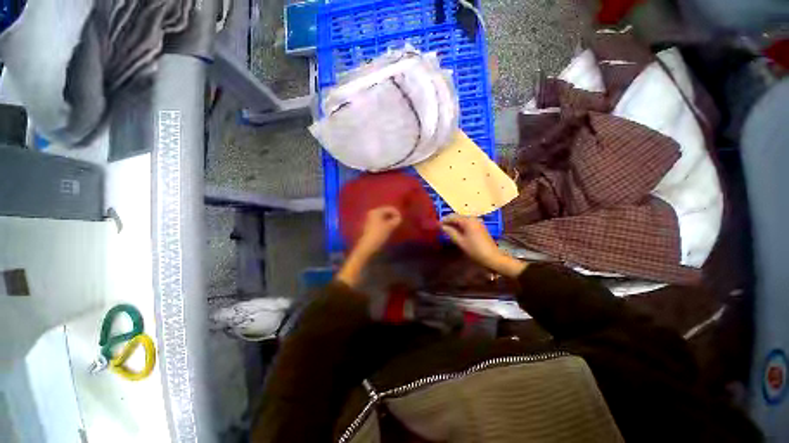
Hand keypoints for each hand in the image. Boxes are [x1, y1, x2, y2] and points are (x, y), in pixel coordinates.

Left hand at [337, 207, 401, 287]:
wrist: (367, 246)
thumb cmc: (379, 234)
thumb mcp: (390, 227)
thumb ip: (396, 220)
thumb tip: (399, 218)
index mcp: (376, 211)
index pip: (390, 208)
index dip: (397, 213)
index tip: (401, 220)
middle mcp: (372, 213)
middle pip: (386, 212)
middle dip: (393, 216)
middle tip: (398, 223)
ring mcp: (370, 219)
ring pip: (383, 217)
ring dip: (389, 220)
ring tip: (394, 226)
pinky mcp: (370, 225)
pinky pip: (380, 221)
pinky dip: (385, 223)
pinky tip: (388, 229)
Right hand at [441, 214, 527, 277]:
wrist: (492, 257)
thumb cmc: (475, 250)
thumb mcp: (460, 242)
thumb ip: (450, 232)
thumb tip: (442, 226)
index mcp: (467, 221)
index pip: (452, 216)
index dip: (444, 220)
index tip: (436, 224)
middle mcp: (473, 218)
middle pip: (458, 216)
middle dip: (449, 221)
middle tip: (440, 227)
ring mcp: (477, 222)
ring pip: (462, 219)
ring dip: (454, 223)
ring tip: (447, 229)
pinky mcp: (480, 227)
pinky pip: (467, 223)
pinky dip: (460, 225)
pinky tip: (456, 231)